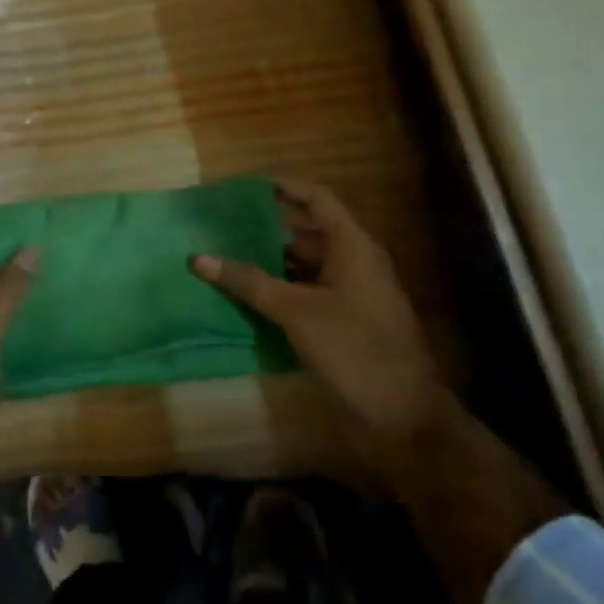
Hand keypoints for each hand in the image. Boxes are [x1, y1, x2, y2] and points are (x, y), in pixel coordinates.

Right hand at [191, 178, 447, 471]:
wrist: (404, 419)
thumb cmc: (354, 349)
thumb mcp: (297, 312)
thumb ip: (248, 282)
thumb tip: (198, 258)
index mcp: (353, 246)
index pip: (316, 199)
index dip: (283, 187)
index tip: (245, 185)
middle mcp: (354, 261)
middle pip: (308, 230)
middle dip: (268, 224)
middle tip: (225, 221)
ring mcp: (351, 293)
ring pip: (306, 263)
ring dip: (271, 258)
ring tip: (227, 252)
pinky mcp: (344, 321)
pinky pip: (307, 290)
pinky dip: (280, 287)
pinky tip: (247, 293)